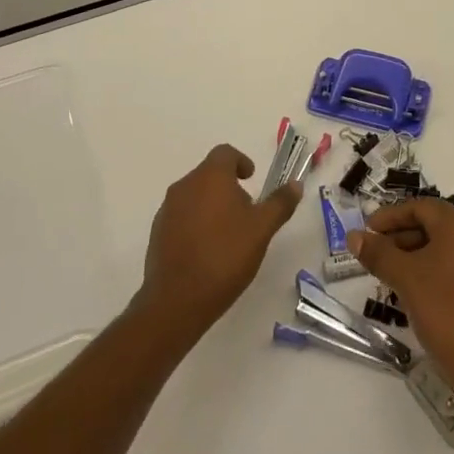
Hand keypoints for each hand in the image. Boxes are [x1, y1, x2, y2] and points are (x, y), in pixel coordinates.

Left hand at [137, 144, 300, 338]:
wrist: (177, 300)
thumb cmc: (225, 256)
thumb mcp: (262, 230)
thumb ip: (279, 203)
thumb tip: (295, 184)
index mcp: (210, 177)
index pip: (225, 153)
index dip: (241, 161)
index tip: (251, 179)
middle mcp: (184, 186)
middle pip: (209, 174)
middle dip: (228, 186)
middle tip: (246, 212)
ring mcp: (167, 210)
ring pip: (194, 196)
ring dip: (211, 205)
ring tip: (228, 234)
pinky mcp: (157, 233)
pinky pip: (181, 217)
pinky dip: (196, 223)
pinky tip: (207, 250)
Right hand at [348, 199, 453, 405]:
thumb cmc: (445, 310)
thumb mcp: (406, 278)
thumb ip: (378, 253)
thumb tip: (353, 236)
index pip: (420, 207)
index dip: (390, 216)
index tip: (367, 231)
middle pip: (432, 224)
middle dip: (399, 235)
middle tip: (373, 253)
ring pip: (442, 246)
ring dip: (412, 253)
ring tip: (386, 273)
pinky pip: (452, 264)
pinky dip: (429, 268)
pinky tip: (410, 289)